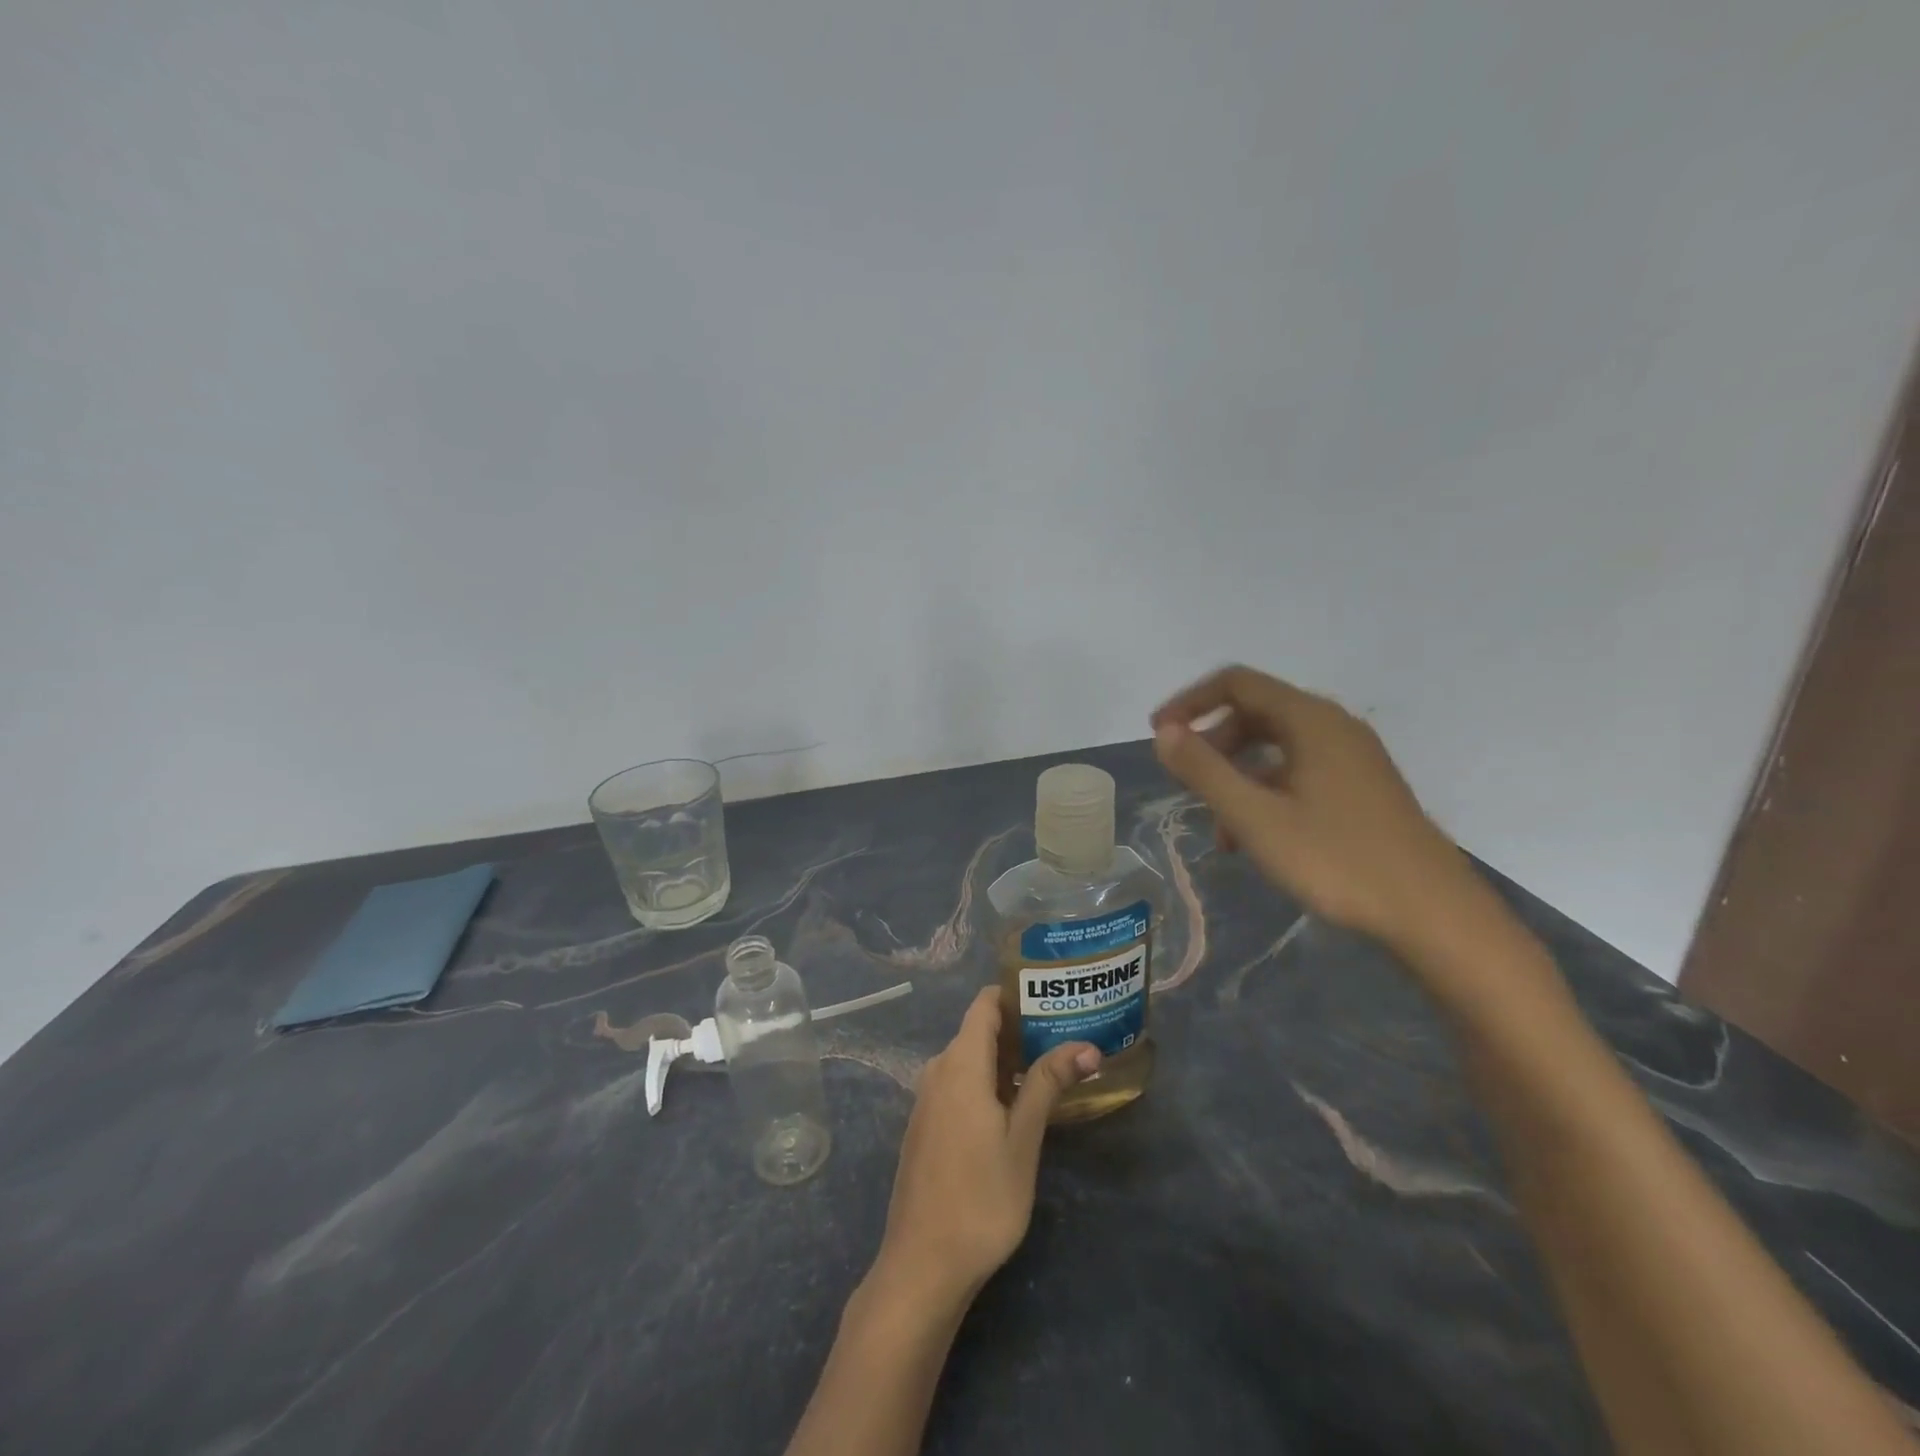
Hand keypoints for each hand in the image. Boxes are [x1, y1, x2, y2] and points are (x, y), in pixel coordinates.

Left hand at [869, 988, 1099, 1311]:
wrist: (922, 1264)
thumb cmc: (981, 1198)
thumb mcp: (1023, 1139)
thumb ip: (1047, 1084)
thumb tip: (1086, 1045)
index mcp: (960, 1063)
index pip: (985, 1004)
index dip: (1016, 994)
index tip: (1054, 998)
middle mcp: (938, 1070)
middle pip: (979, 1030)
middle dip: (1021, 1029)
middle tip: (1066, 1037)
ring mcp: (928, 1098)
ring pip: (970, 1059)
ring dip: (1006, 1059)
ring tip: (1051, 1069)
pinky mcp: (926, 1124)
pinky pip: (959, 1084)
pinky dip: (988, 1082)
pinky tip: (1016, 1106)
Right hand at [1151, 664, 1480, 954]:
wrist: (1432, 914)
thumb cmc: (1337, 860)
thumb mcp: (1255, 817)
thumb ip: (1204, 770)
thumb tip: (1164, 732)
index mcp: (1310, 720)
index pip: (1236, 683)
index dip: (1190, 703)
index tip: (1158, 735)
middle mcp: (1333, 726)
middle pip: (1255, 712)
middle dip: (1212, 744)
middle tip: (1186, 782)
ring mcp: (1352, 757)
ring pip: (1276, 747)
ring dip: (1237, 775)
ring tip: (1219, 827)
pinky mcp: (1361, 787)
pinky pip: (1298, 771)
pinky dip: (1266, 791)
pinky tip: (1255, 837)